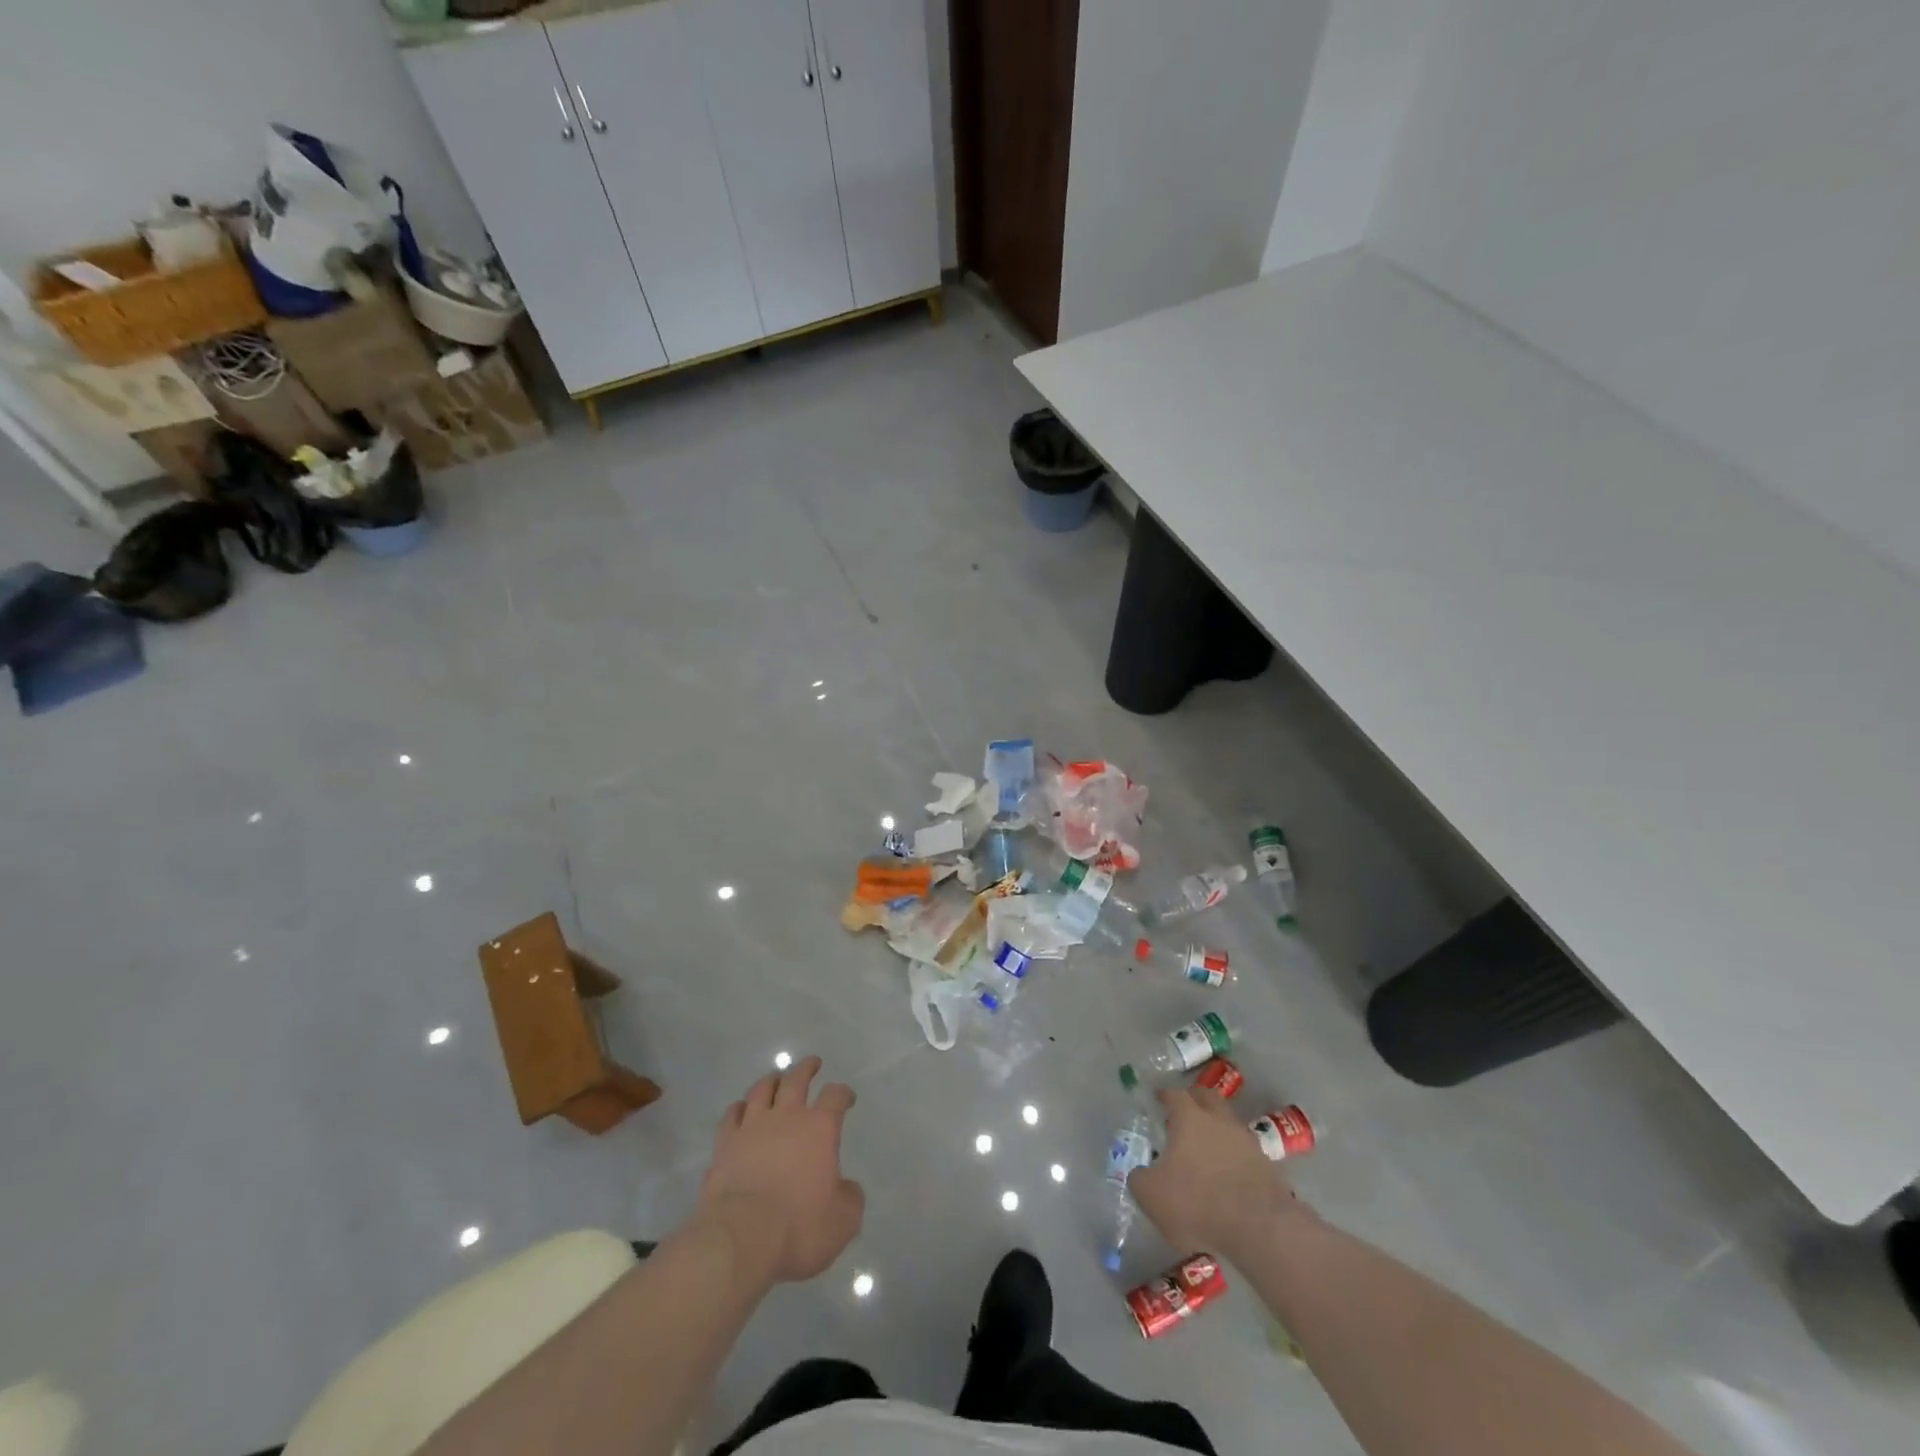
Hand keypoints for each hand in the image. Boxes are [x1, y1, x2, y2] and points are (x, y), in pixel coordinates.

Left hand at [696, 1056, 863, 1284]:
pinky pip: (731, 1116)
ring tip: (776, 1079)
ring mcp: (751, 1128)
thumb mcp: (843, 1221)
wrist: (740, 1238)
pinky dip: (738, 1109)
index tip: (847, 1097)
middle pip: (796, 1080)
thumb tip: (847, 1188)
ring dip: (772, 1081)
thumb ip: (850, 1198)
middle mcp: (786, 1117)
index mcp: (819, 1128)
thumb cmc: (798, 1228)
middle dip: (806, 1068)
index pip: (835, 1096)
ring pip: (761, 1090)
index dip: (843, 1093)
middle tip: (812, 1063)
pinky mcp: (724, 1145)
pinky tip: (740, 1110)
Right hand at [1130, 1086, 1298, 1257]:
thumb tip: (1141, 1173)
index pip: (1175, 1094)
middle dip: (1194, 1100)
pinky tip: (1227, 1176)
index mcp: (1189, 1118)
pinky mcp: (1268, 1166)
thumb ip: (1139, 1178)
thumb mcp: (1151, 1195)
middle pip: (1207, 1097)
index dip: (1164, 1095)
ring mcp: (1247, 1141)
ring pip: (1229, 1123)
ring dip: (1217, 1130)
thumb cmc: (1197, 1203)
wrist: (1259, 1230)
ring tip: (1206, 1150)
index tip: (1158, 1100)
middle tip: (1183, 1114)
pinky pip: (1245, 1151)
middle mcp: (1220, 1120)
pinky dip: (1234, 1157)